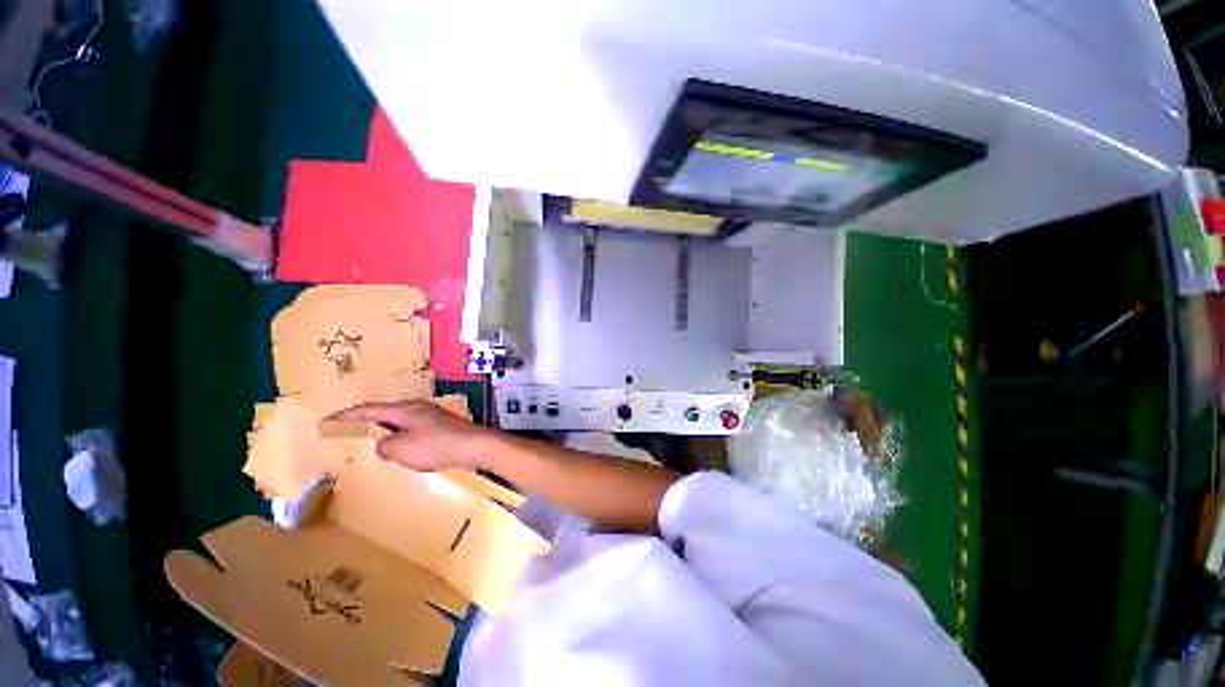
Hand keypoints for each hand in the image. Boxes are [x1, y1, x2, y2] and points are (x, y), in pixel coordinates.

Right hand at [325, 400, 495, 471]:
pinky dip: (403, 436)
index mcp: (404, 409)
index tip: (328, 420)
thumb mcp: (402, 449)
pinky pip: (414, 429)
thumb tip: (384, 444)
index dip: (347, 415)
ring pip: (401, 421)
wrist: (475, 445)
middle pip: (386, 412)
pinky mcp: (442, 425)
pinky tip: (404, 448)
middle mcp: (418, 407)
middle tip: (350, 430)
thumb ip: (385, 446)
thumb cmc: (437, 446)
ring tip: (374, 441)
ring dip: (386, 430)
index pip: (369, 409)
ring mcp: (432, 415)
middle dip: (367, 421)